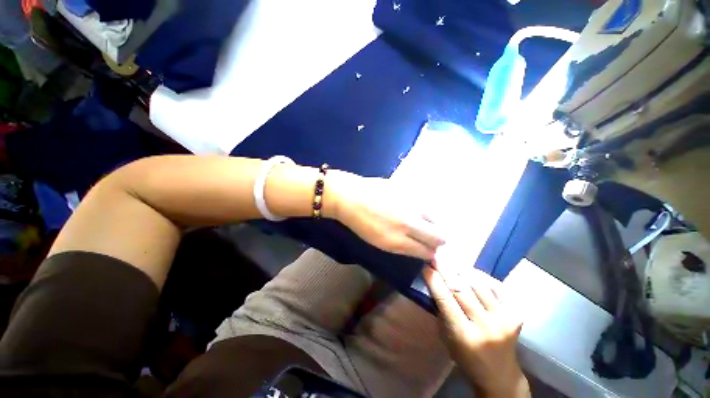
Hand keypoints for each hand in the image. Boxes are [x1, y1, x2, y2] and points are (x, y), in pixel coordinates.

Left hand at [327, 170, 444, 259]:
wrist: (350, 196)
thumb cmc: (360, 223)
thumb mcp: (380, 242)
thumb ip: (403, 247)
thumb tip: (421, 248)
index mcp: (397, 241)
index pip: (427, 252)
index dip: (429, 253)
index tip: (427, 250)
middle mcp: (409, 223)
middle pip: (439, 237)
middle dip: (437, 241)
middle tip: (427, 237)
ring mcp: (411, 204)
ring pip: (435, 219)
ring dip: (431, 223)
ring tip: (418, 221)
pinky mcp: (409, 190)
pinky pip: (425, 203)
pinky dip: (422, 209)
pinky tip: (410, 207)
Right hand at [423, 263, 529, 397]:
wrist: (500, 375)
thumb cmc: (466, 357)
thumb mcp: (446, 337)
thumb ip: (442, 310)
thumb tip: (435, 282)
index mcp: (464, 335)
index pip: (445, 300)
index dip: (434, 280)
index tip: (426, 266)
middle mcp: (485, 326)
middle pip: (461, 289)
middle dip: (446, 270)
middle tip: (436, 257)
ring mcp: (504, 319)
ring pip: (478, 284)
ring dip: (462, 270)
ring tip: (452, 261)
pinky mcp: (516, 314)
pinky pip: (497, 287)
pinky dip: (482, 276)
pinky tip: (471, 272)